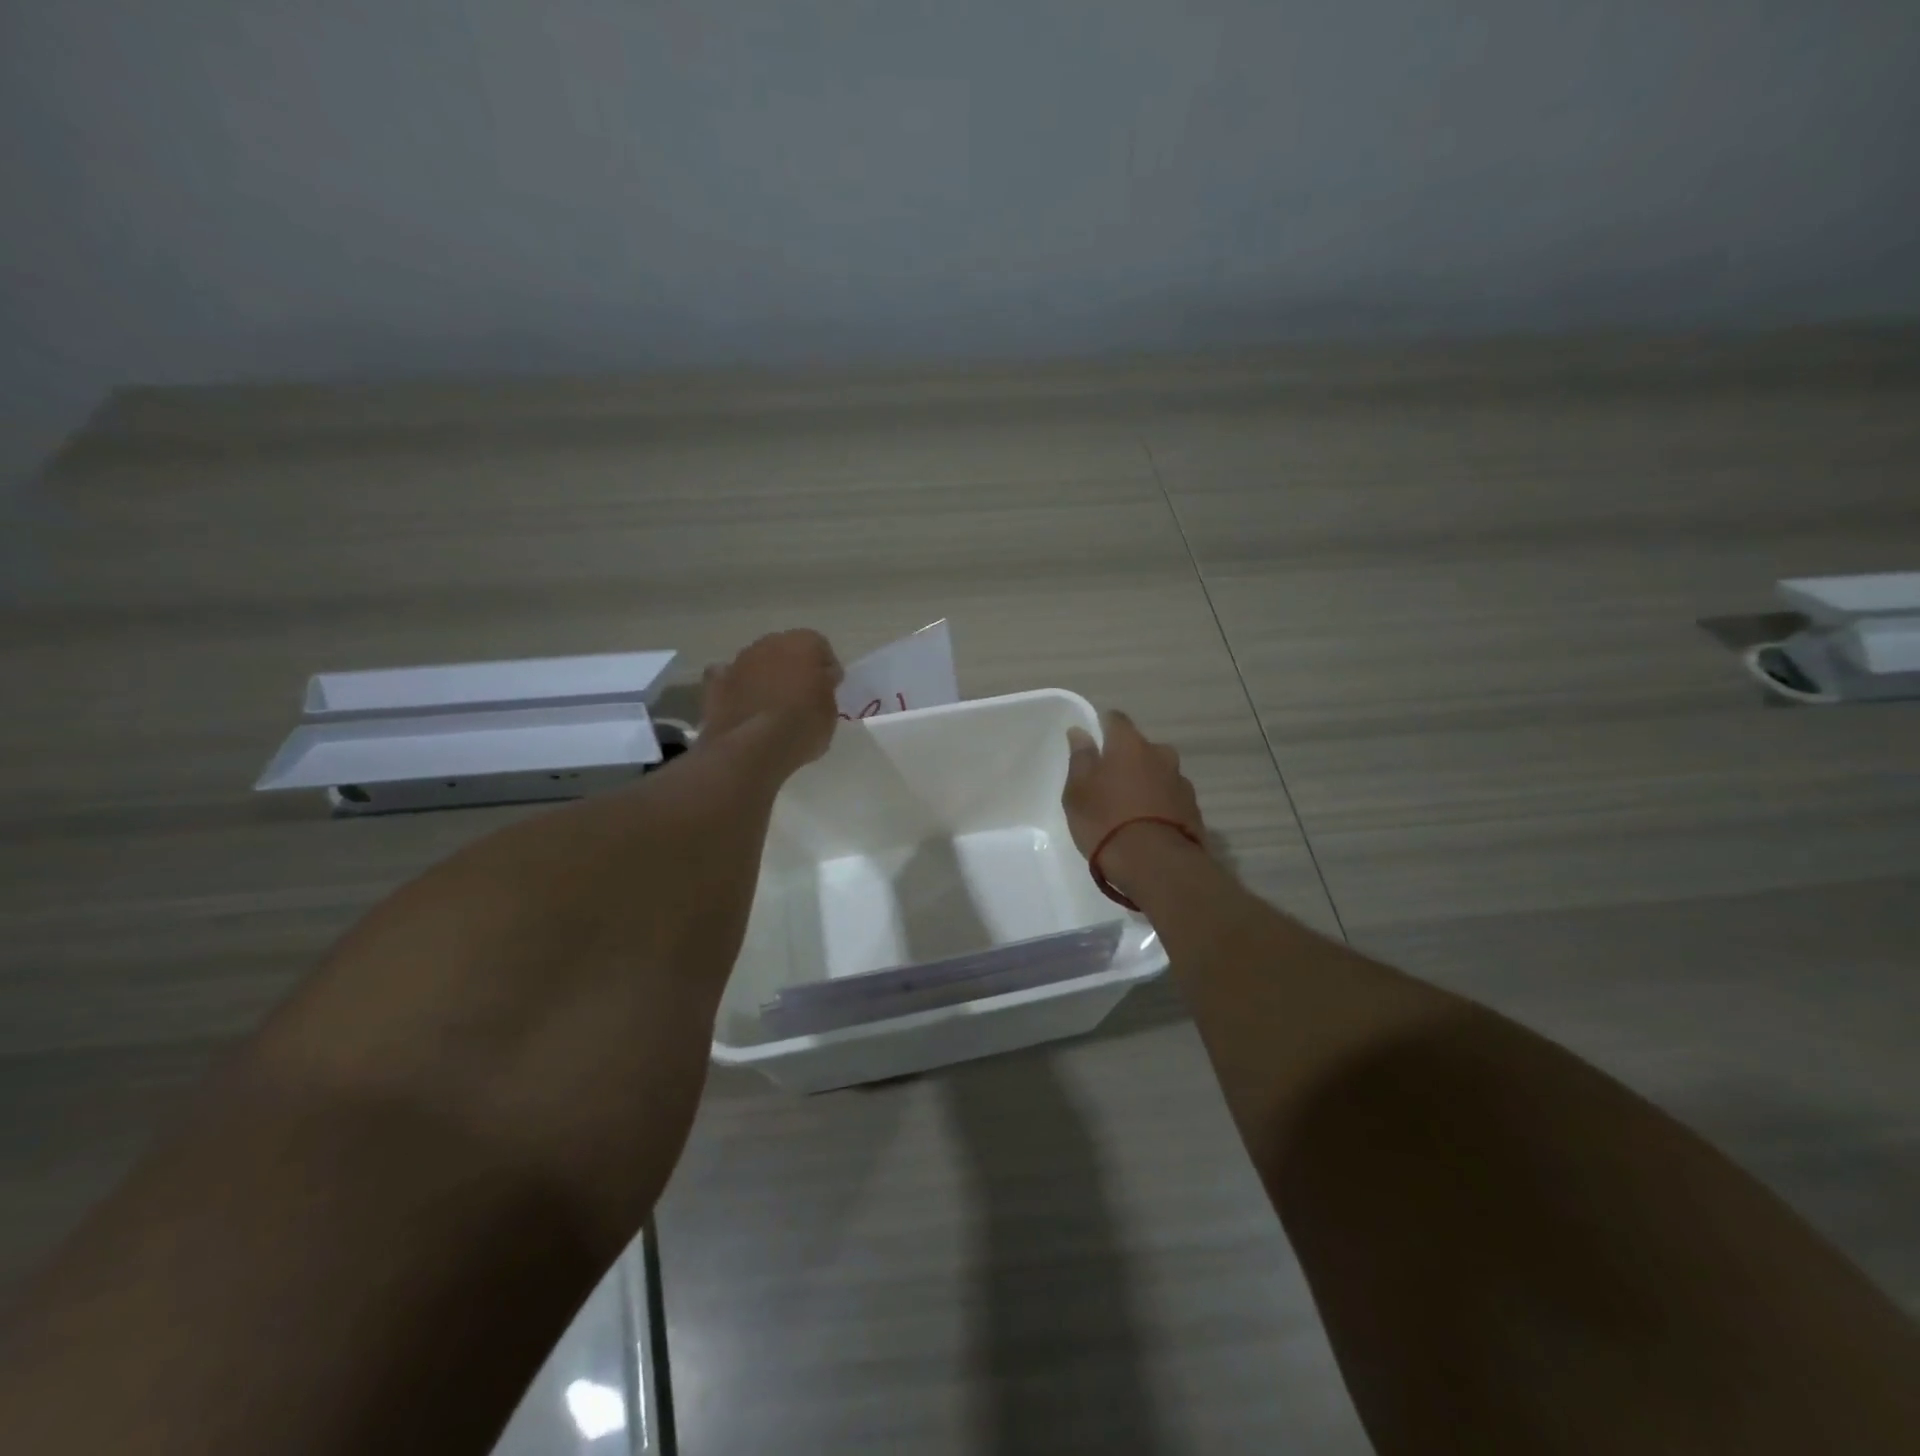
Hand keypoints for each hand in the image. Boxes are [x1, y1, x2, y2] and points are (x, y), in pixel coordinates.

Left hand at [700, 630, 843, 771]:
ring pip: (757, 663)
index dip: (825, 668)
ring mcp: (738, 661)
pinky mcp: (715, 684)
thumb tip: (821, 680)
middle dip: (793, 668)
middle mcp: (769, 643)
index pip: (820, 646)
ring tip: (772, 707)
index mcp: (803, 643)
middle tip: (801, 697)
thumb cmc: (803, 726)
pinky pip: (729, 680)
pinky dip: (736, 689)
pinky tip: (743, 706)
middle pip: (785, 650)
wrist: (753, 748)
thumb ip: (826, 688)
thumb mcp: (831, 711)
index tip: (829, 689)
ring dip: (765, 677)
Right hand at [1062, 710, 1204, 865]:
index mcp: (1129, 744)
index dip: (1103, 726)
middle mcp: (1160, 754)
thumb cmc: (1106, 821)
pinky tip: (1148, 826)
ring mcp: (1181, 781)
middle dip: (1127, 760)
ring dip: (1146, 783)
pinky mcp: (1194, 809)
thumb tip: (1080, 731)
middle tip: (1109, 784)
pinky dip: (1160, 805)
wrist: (1155, 864)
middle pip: (1140, 748)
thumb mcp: (1078, 791)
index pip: (1116, 720)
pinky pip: (1171, 798)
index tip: (1093, 743)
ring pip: (1158, 773)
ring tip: (1130, 810)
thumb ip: (1080, 758)